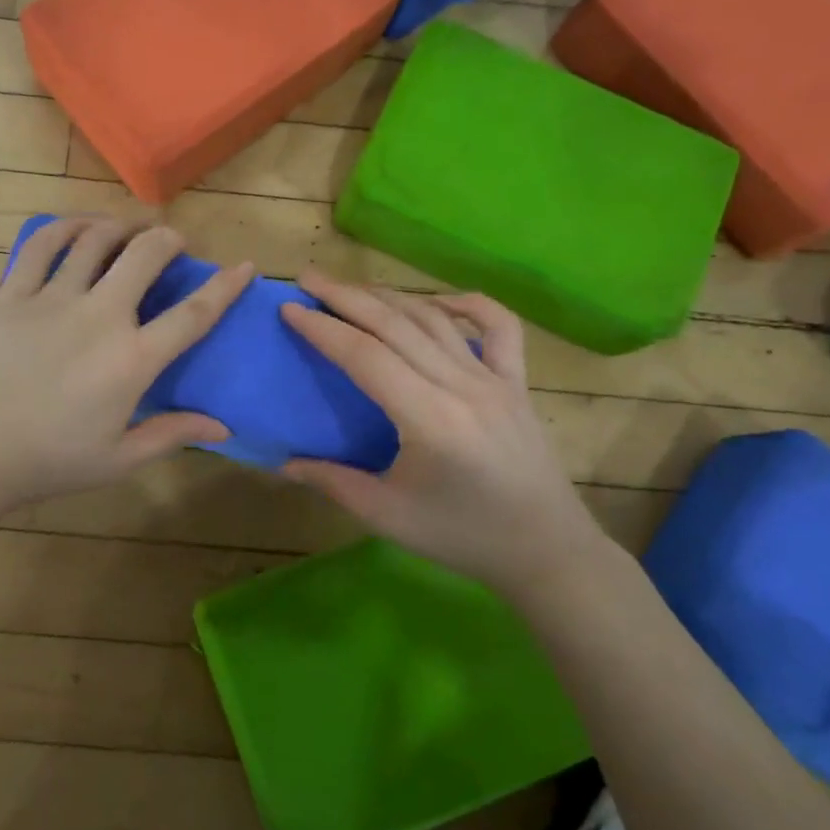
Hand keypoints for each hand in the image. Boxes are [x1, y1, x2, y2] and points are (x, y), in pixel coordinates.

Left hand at [0, 218, 254, 513]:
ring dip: (122, 226)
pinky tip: (78, 228)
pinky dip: (65, 227)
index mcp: (133, 359)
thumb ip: (172, 434)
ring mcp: (53, 299)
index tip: (245, 267)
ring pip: (96, 239)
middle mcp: (100, 316)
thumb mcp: (119, 460)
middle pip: (146, 255)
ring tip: (130, 228)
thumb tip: (224, 427)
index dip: (226, 286)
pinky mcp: (13, 294)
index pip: (193, 313)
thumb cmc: (49, 462)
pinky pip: (42, 245)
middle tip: (174, 242)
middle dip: (169, 239)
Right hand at [280, 271, 617, 602]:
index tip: (289, 308)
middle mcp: (462, 386)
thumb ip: (332, 482)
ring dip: (390, 296)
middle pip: (396, 325)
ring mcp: (495, 379)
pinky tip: (438, 301)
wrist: (546, 551)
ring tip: (352, 288)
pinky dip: (467, 304)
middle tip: (308, 278)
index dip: (323, 329)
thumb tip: (283, 462)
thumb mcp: (387, 516)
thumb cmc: (462, 537)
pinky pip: (498, 327)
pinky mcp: (517, 383)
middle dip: (346, 296)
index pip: (365, 356)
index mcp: (429, 419)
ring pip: (435, 319)